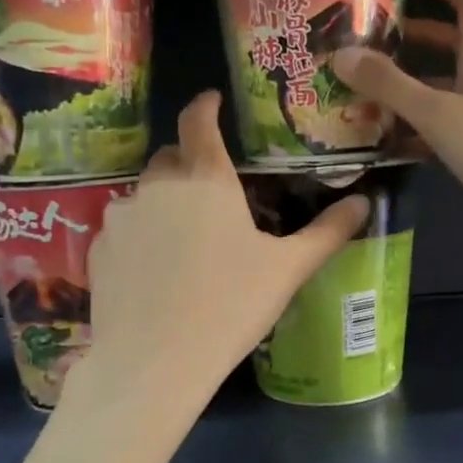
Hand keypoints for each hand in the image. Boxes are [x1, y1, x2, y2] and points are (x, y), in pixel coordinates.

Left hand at [74, 92, 369, 408]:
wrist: (154, 362)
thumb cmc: (230, 307)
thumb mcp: (287, 270)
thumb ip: (327, 232)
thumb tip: (364, 203)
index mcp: (206, 180)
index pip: (198, 121)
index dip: (205, 105)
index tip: (212, 100)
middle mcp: (158, 186)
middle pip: (171, 156)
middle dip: (190, 161)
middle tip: (212, 191)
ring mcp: (122, 216)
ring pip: (146, 194)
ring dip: (165, 202)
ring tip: (186, 241)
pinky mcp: (98, 248)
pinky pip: (124, 228)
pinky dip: (141, 235)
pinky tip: (156, 271)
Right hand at [332, 0, 462, 241]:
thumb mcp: (436, 113)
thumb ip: (389, 85)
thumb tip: (342, 55)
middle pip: (455, 47)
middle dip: (418, 40)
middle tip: (378, 41)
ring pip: (451, 89)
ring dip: (416, 88)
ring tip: (374, 94)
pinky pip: (453, 125)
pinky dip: (426, 127)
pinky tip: (397, 143)